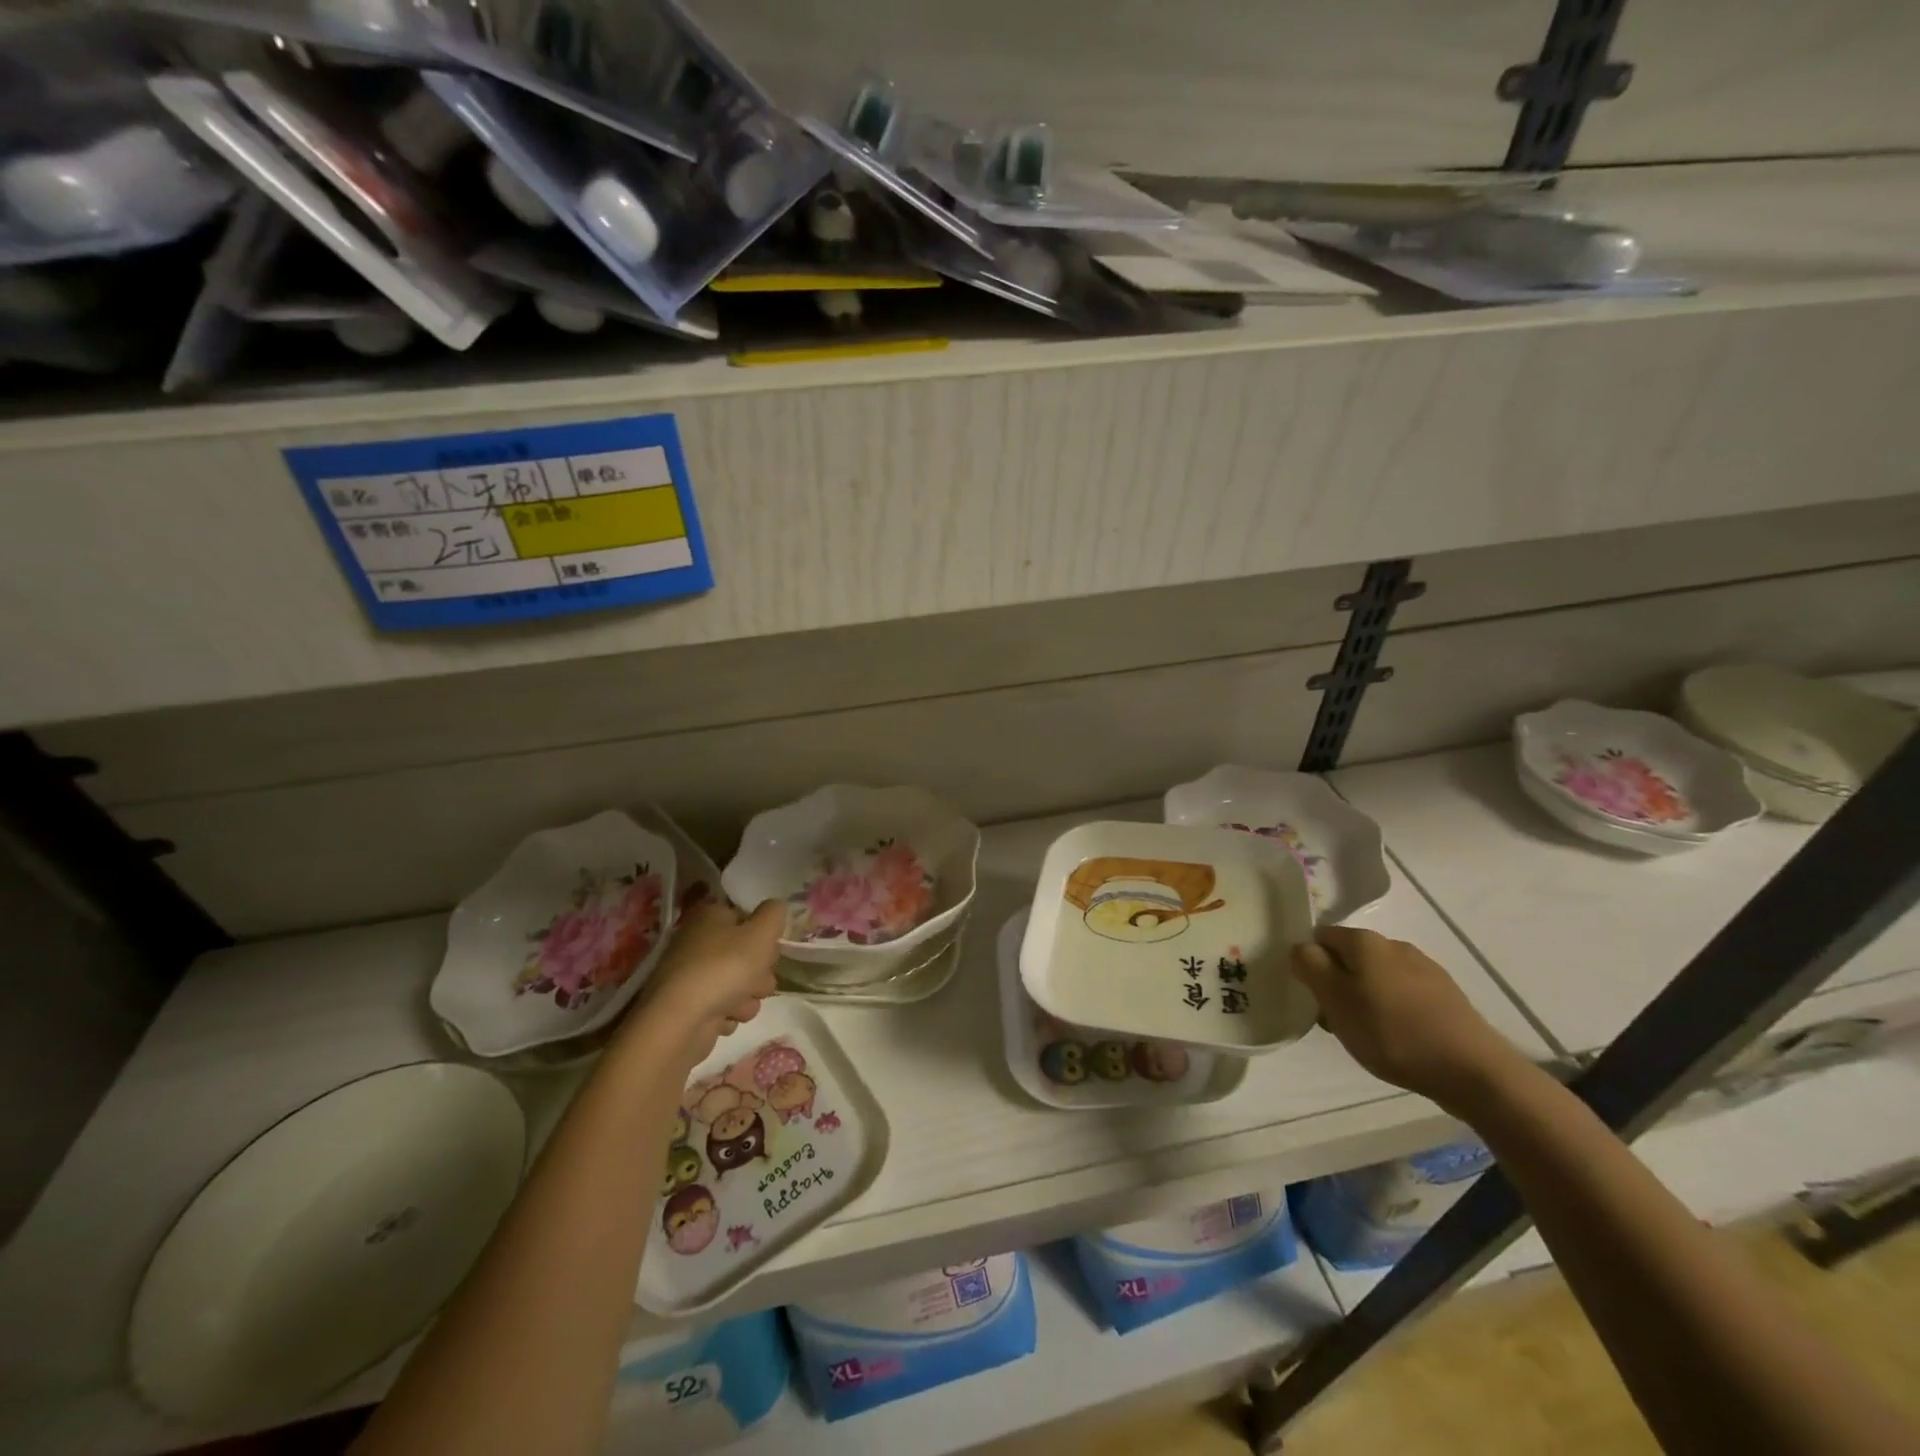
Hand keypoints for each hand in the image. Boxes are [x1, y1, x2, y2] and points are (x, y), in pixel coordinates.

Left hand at [632, 899, 782, 1063]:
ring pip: (740, 984)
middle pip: (747, 954)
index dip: (764, 936)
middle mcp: (698, 942)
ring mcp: (692, 976)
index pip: (749, 919)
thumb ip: (774, 914)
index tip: (769, 950)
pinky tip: (722, 1018)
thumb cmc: (725, 968)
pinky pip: (723, 1008)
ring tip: (736, 1004)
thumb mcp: (762, 933)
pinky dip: (727, 1014)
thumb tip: (776, 906)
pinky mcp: (690, 1007)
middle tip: (754, 979)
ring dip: (747, 997)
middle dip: (759, 972)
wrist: (680, 1022)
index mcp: (711, 917)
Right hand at [1292, 926, 1524, 1110]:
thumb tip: (1301, 948)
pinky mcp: (1446, 996)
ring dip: (1364, 998)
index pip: (1320, 936)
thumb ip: (1309, 966)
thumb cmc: (1391, 1031)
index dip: (1309, 962)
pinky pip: (1404, 994)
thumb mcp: (1335, 999)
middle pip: (1349, 957)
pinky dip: (1392, 1010)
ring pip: (1377, 977)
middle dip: (1337, 983)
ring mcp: (1425, 969)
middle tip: (1335, 1020)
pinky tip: (1398, 1038)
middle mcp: (1394, 945)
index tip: (1311, 995)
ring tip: (1367, 1035)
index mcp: (1364, 941)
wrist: (1472, 1070)